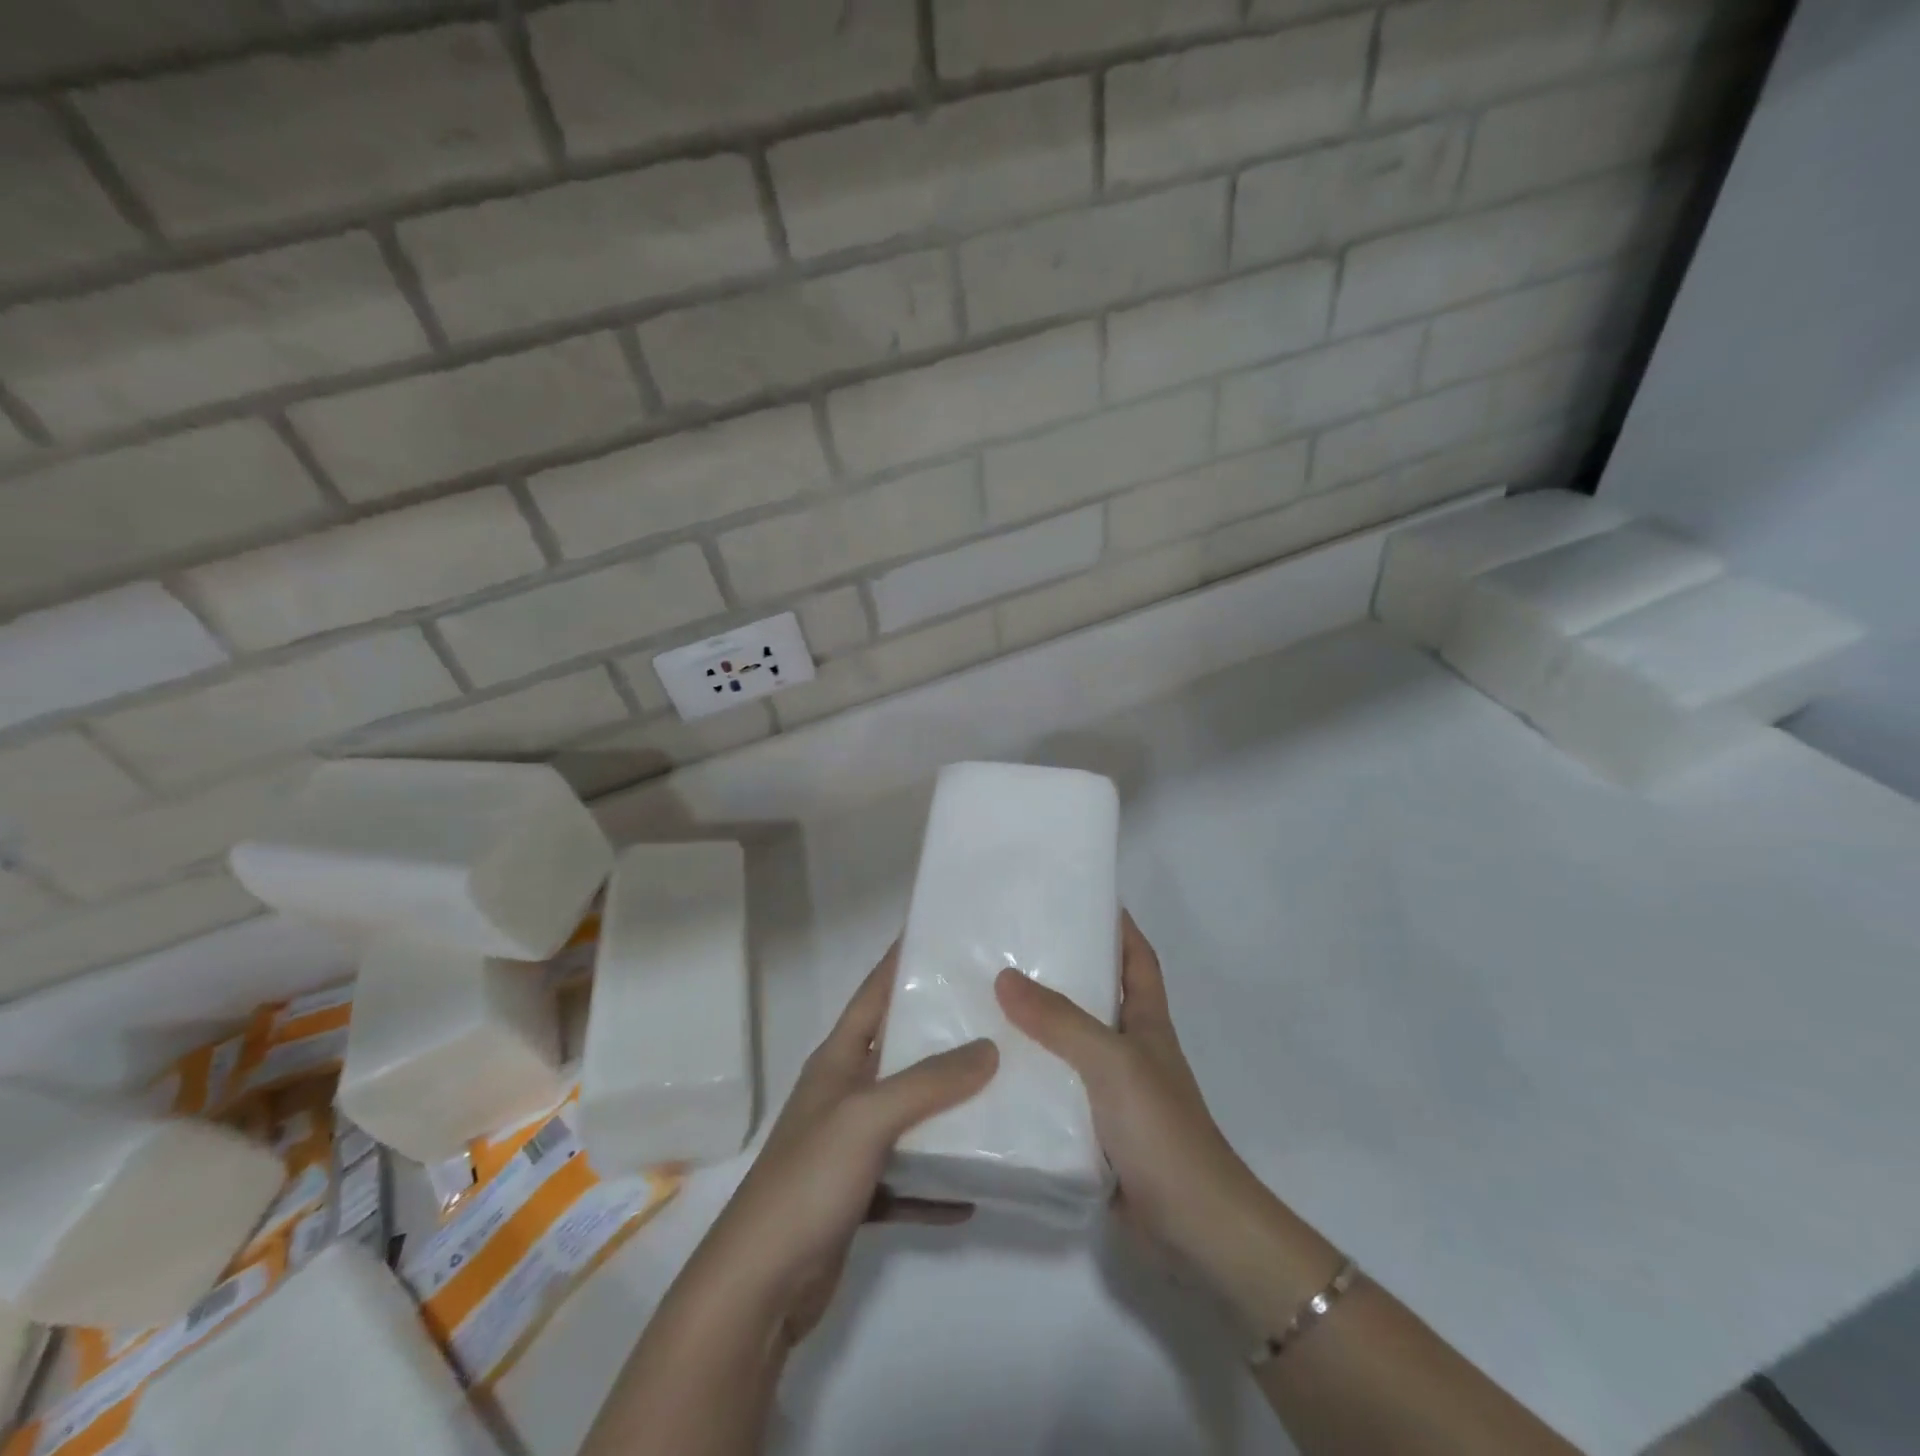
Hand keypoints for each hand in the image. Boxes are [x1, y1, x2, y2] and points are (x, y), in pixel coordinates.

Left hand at [693, 944, 998, 1345]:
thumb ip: (929, 1081)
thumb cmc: (808, 1180)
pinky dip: (938, 1181)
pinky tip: (976, 1187)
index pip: (874, 993)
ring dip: (949, 1108)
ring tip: (1003, 1088)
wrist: (758, 1287)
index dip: (902, 961)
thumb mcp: (868, 1117)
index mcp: (838, 1060)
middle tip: (998, 1014)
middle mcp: (845, 1094)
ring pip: (910, 1115)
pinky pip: (909, 1179)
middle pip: (900, 1051)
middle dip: (943, 1032)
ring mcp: (850, 1146)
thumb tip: (988, 1048)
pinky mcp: (858, 1195)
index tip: (943, 935)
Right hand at [995, 913, 1336, 1324]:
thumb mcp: (1112, 1062)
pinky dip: (1030, 1076)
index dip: (1117, 925)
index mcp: (1147, 1021)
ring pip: (1068, 1043)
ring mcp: (1112, 1091)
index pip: (1136, 957)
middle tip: (1007, 944)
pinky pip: (1055, 1089)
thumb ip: (1060, 1020)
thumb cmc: (1162, 1129)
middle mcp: (1130, 1048)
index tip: (1080, 897)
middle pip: (1095, 995)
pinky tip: (991, 1070)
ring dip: (1035, 1025)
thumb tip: (1005, 977)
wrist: (1193, 1228)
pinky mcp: (1093, 1129)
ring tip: (983, 998)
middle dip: (1060, 969)